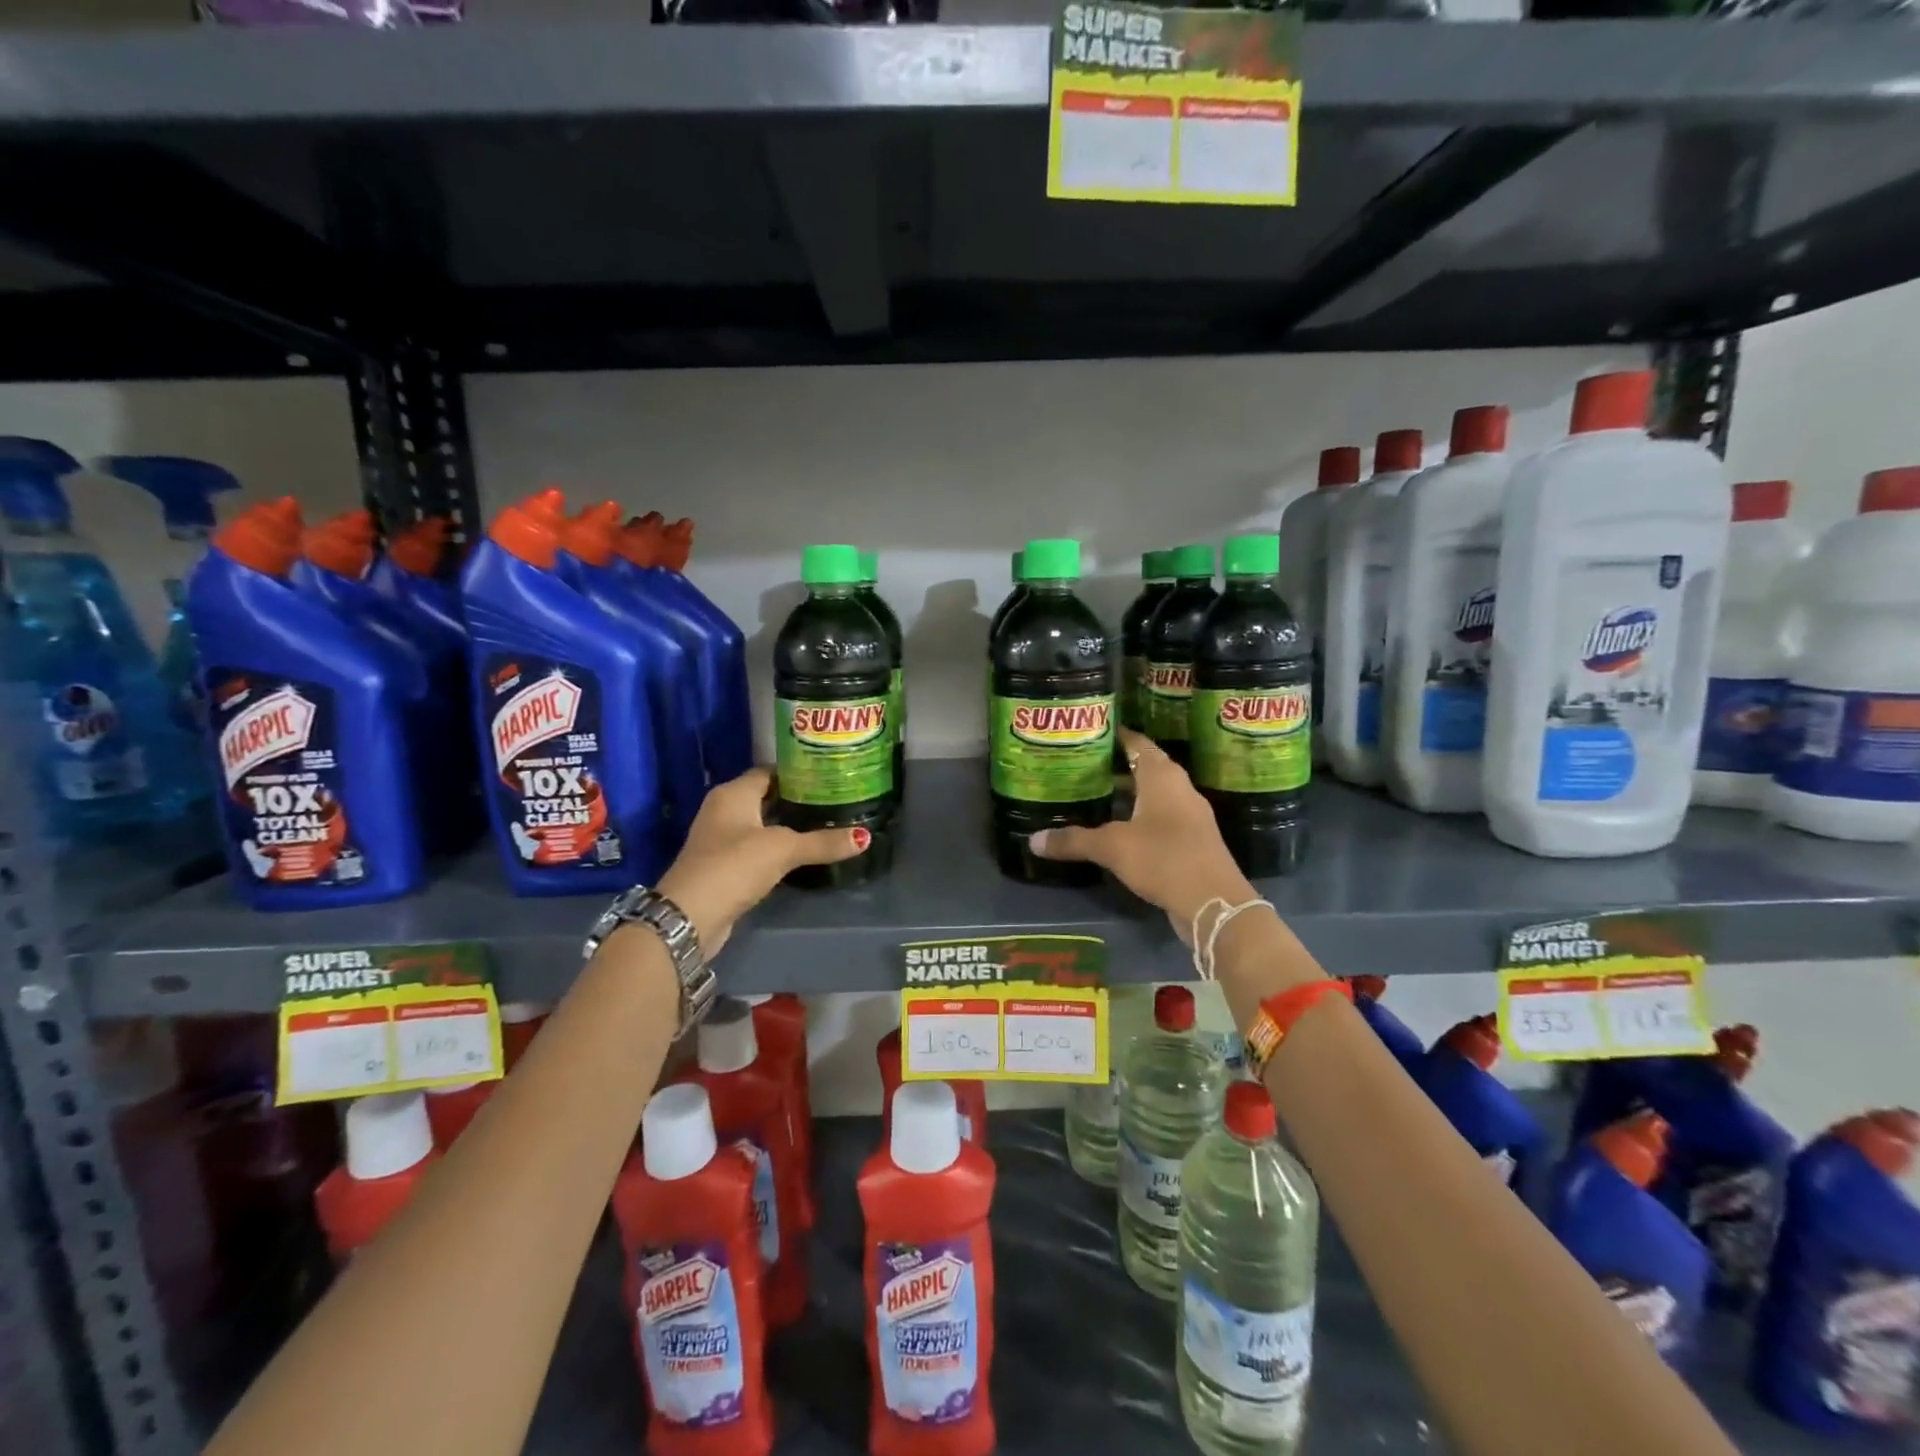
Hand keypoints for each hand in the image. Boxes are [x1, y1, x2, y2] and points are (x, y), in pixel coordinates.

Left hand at [658, 768, 867, 955]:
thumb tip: (864, 837)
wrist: (690, 916)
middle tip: (834, 799)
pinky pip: (756, 847)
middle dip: (797, 798)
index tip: (828, 775)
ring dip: (787, 824)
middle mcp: (723, 809)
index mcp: (733, 793)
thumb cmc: (734, 866)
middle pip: (766, 796)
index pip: (769, 771)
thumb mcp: (783, 850)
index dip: (798, 772)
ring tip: (825, 823)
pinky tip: (801, 852)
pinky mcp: (723, 866)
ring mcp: (720, 839)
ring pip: (761, 823)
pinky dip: (776, 847)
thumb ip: (822, 842)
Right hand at [1032, 728, 1257, 945]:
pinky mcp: (1191, 841)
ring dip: (1126, 794)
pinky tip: (1115, 829)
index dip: (1115, 735)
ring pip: (1152, 795)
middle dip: (1115, 766)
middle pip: (1145, 767)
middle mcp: (1179, 789)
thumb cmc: (1163, 858)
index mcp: (1162, 776)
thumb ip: (1073, 840)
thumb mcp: (1112, 847)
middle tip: (1080, 765)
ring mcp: (1189, 816)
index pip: (1137, 743)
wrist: (1215, 903)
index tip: (1089, 732)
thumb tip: (1033, 840)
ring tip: (1092, 794)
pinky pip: (1159, 818)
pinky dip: (1137, 818)